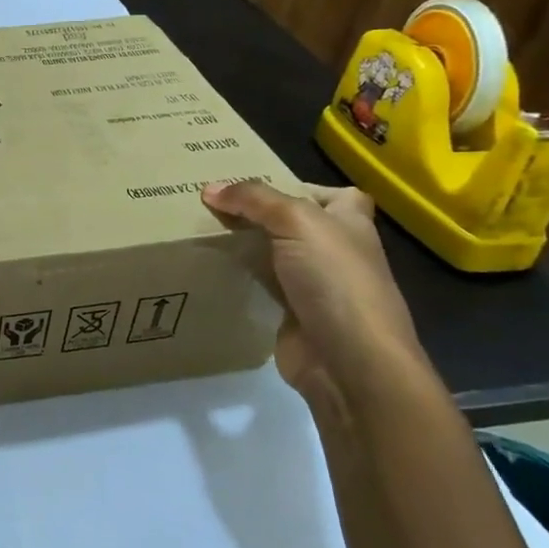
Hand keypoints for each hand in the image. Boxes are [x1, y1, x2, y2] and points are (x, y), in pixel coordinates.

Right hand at [201, 179, 429, 407]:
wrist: (348, 361)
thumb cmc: (334, 279)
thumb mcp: (296, 221)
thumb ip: (254, 199)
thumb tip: (209, 189)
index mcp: (349, 223)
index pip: (331, 195)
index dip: (298, 187)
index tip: (254, 186)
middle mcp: (333, 251)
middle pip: (291, 223)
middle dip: (256, 214)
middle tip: (210, 203)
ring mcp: (312, 285)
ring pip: (271, 255)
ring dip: (242, 246)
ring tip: (199, 230)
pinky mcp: (290, 313)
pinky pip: (259, 286)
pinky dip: (238, 278)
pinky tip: (209, 268)